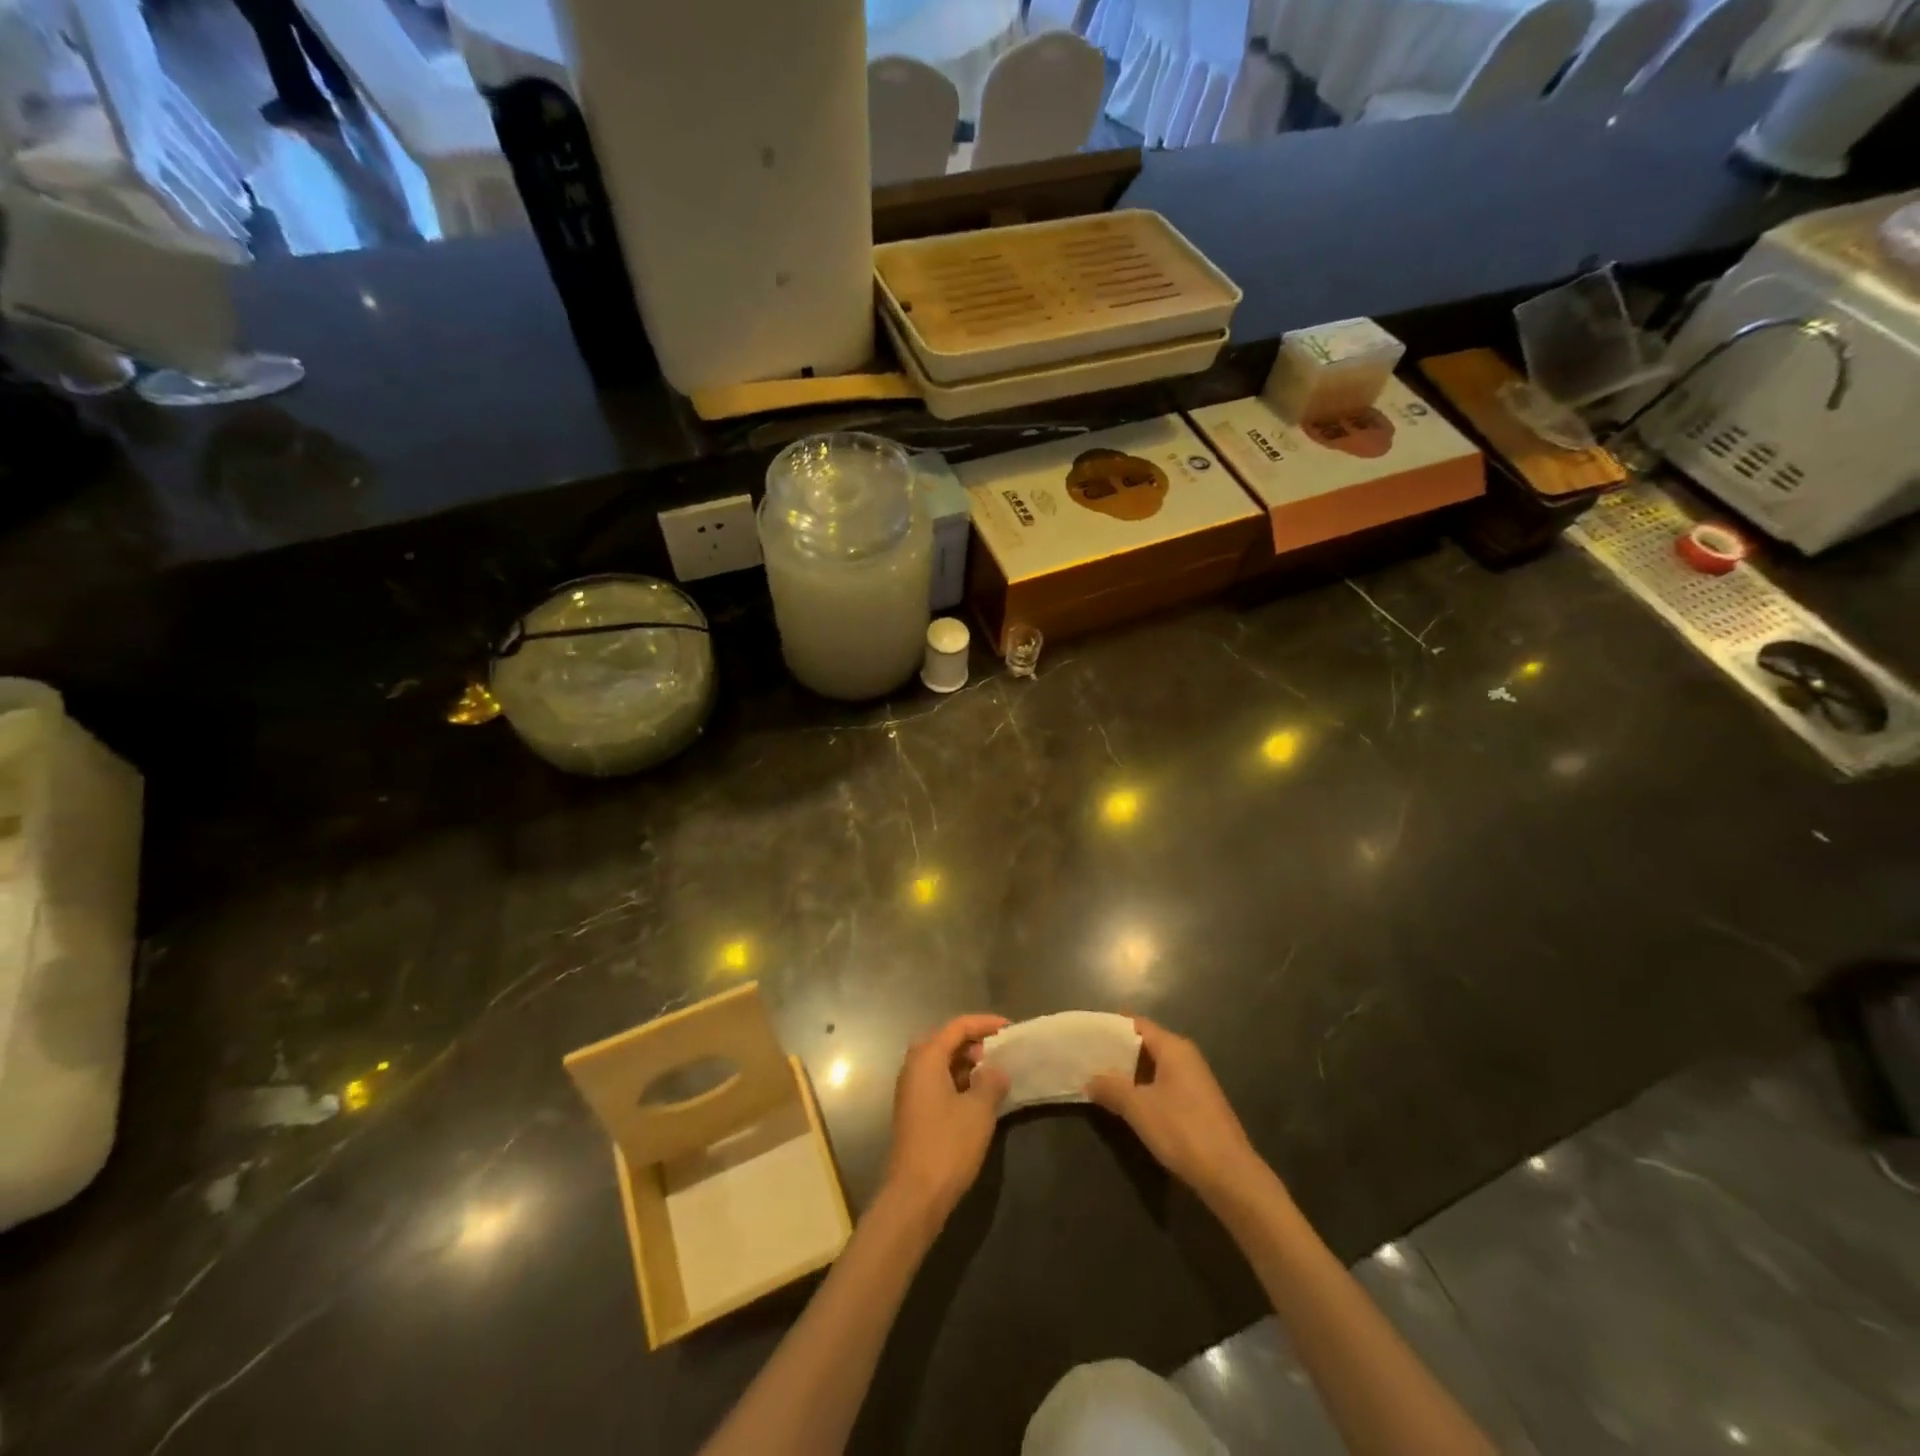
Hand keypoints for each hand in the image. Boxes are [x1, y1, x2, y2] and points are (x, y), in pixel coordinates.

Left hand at [882, 1014, 1009, 1223]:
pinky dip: (958, 1080)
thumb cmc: (948, 1146)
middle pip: (946, 1040)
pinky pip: (938, 1081)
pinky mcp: (914, 1110)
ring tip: (994, 1073)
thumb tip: (996, 1070)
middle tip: (1000, 1051)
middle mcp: (913, 1067)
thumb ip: (991, 1082)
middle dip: (974, 1042)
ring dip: (966, 1062)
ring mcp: (911, 1090)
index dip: (985, 1023)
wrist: (914, 1195)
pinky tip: (978, 1096)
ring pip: (941, 1062)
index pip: (957, 1026)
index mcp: (926, 1058)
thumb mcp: (978, 1111)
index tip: (1010, 1027)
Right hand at [1087, 1017, 1265, 1204]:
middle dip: (1117, 1051)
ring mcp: (1194, 1080)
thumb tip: (1090, 1079)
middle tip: (1087, 1057)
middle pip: (1146, 1043)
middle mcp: (1186, 1057)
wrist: (1230, 1175)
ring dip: (1129, 1072)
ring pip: (1154, 1066)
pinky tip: (1127, 1102)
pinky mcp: (1197, 1103)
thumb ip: (1112, 1088)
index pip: (1137, 1024)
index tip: (1086, 1033)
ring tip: (1099, 1079)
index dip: (1111, 1026)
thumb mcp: (1139, 1108)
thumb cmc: (1182, 1131)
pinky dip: (1143, 1087)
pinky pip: (1163, 1083)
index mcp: (1174, 1048)